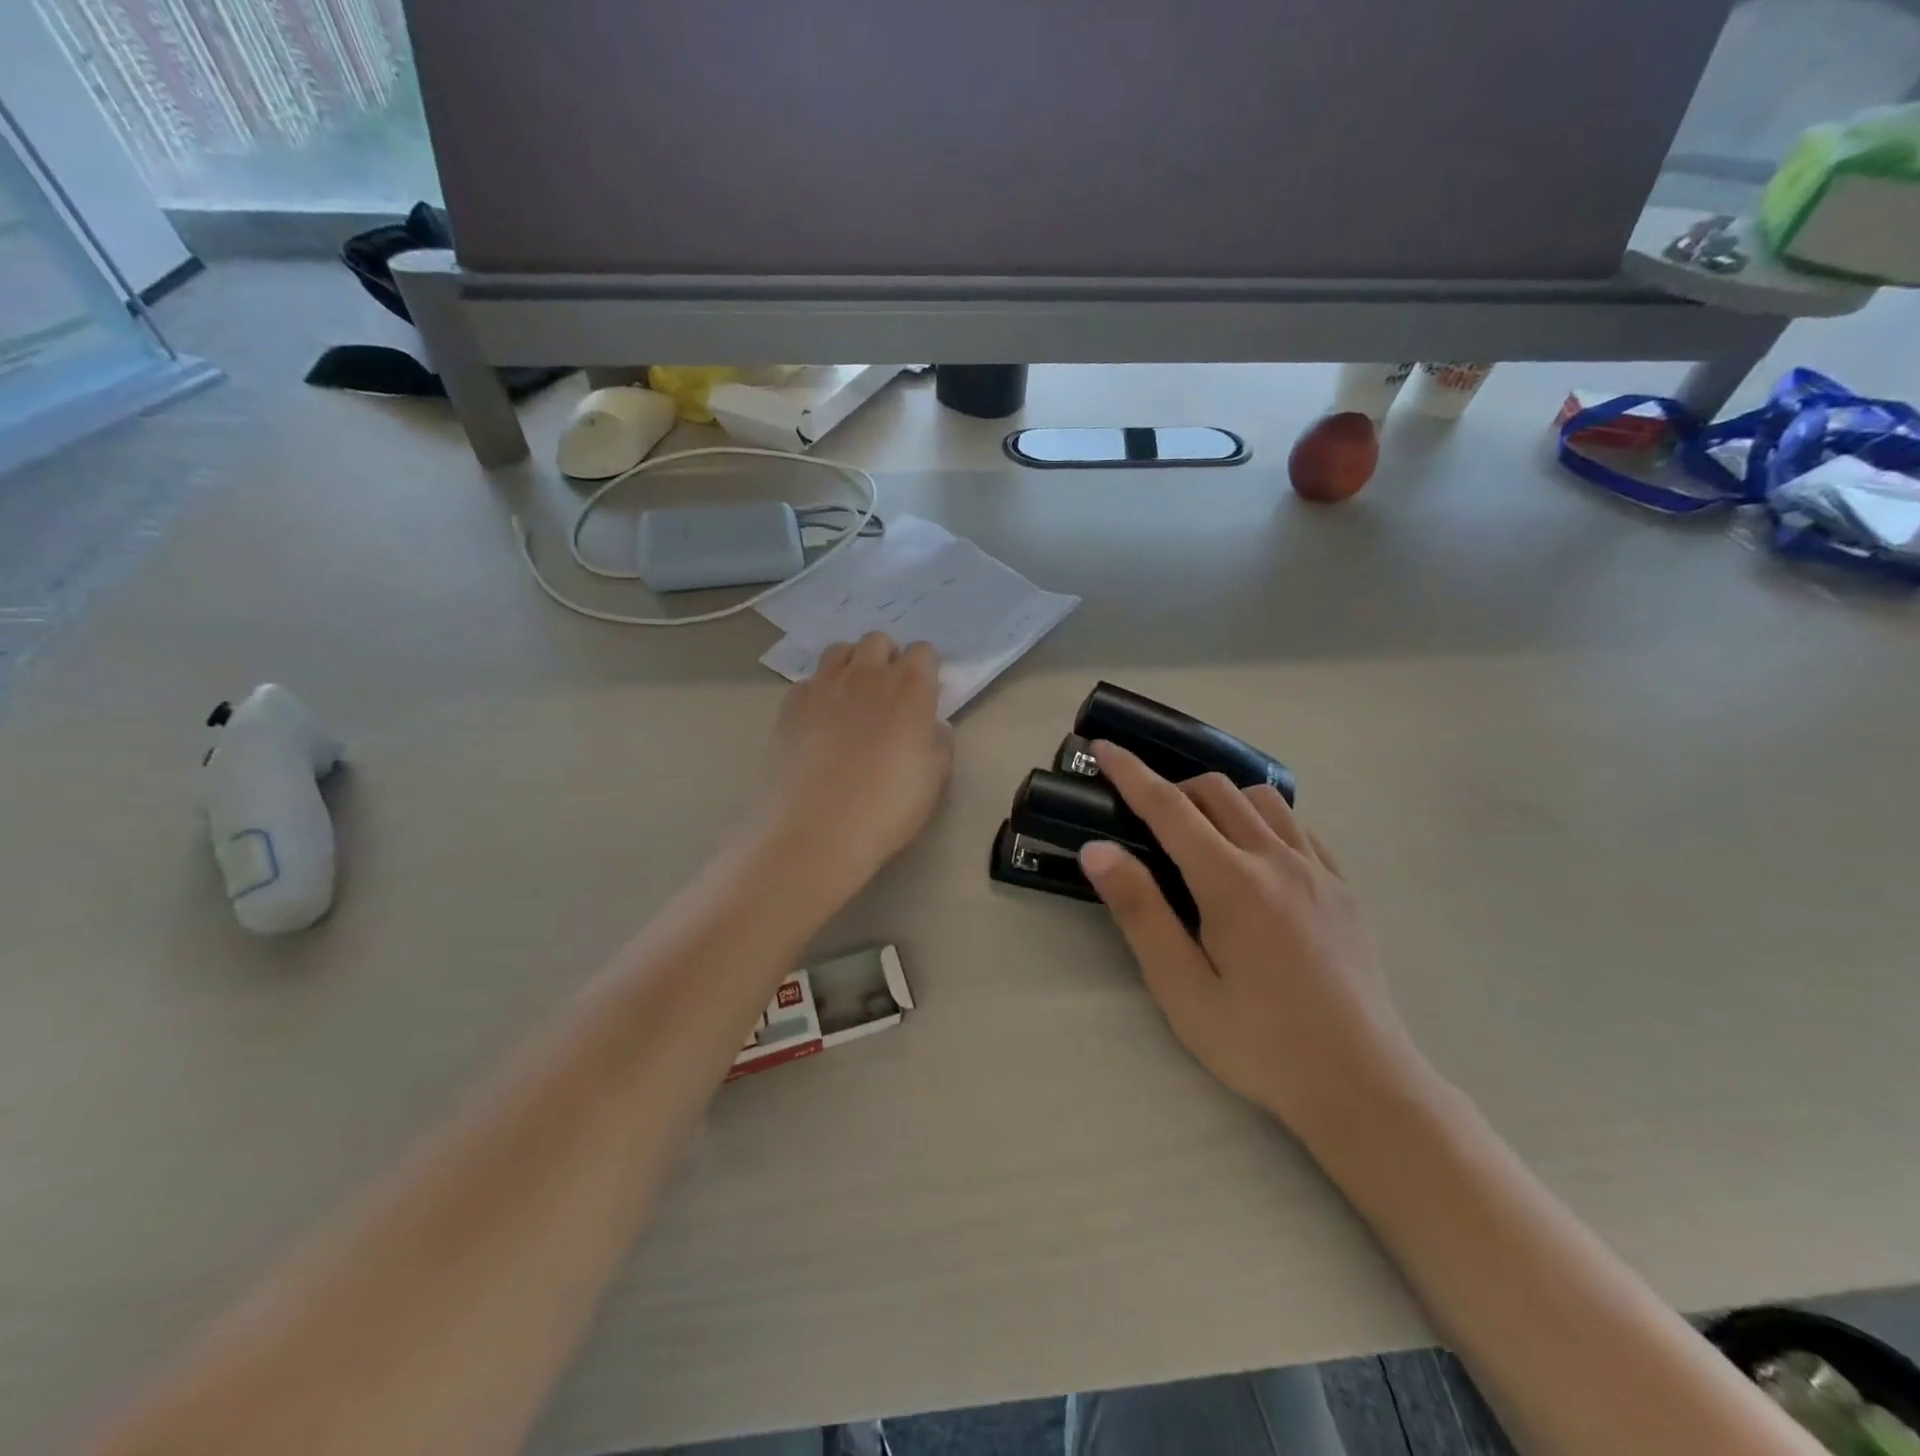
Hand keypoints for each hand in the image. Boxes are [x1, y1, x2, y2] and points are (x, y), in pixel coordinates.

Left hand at [757, 633, 952, 892]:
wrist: (818, 830)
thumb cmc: (888, 807)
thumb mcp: (934, 779)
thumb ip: (938, 741)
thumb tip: (931, 725)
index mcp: (910, 688)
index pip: (923, 652)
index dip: (926, 670)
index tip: (924, 695)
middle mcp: (866, 675)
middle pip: (878, 641)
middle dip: (887, 658)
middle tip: (888, 694)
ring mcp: (823, 686)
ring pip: (839, 651)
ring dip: (851, 665)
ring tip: (853, 697)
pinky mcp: (790, 705)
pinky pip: (808, 682)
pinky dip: (818, 693)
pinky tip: (819, 722)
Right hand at [1078, 741, 1427, 1136]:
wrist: (1363, 1086)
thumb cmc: (1258, 1043)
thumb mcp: (1181, 987)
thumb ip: (1139, 911)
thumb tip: (1097, 849)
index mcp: (1232, 882)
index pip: (1169, 808)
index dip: (1131, 773)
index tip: (1103, 748)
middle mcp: (1278, 860)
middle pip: (1217, 791)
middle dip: (1173, 787)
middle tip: (1145, 817)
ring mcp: (1319, 871)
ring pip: (1263, 799)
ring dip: (1221, 798)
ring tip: (1199, 833)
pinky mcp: (1344, 888)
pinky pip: (1300, 828)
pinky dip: (1265, 820)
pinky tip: (1256, 855)